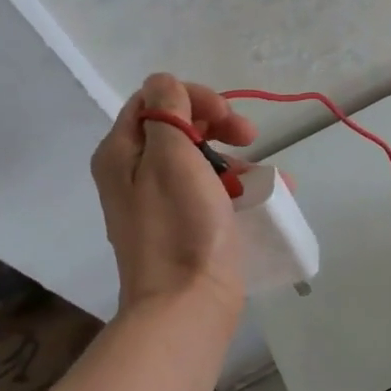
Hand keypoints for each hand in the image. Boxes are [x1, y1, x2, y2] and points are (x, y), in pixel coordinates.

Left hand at [90, 73, 259, 318]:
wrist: (186, 306)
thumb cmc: (181, 226)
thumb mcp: (171, 157)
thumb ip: (167, 110)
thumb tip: (165, 84)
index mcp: (121, 154)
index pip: (153, 99)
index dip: (193, 97)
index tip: (226, 115)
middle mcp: (133, 174)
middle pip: (177, 126)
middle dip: (218, 123)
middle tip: (250, 136)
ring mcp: (158, 203)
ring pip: (199, 159)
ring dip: (235, 157)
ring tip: (270, 176)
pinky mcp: (183, 226)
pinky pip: (210, 190)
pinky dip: (236, 186)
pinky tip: (270, 194)